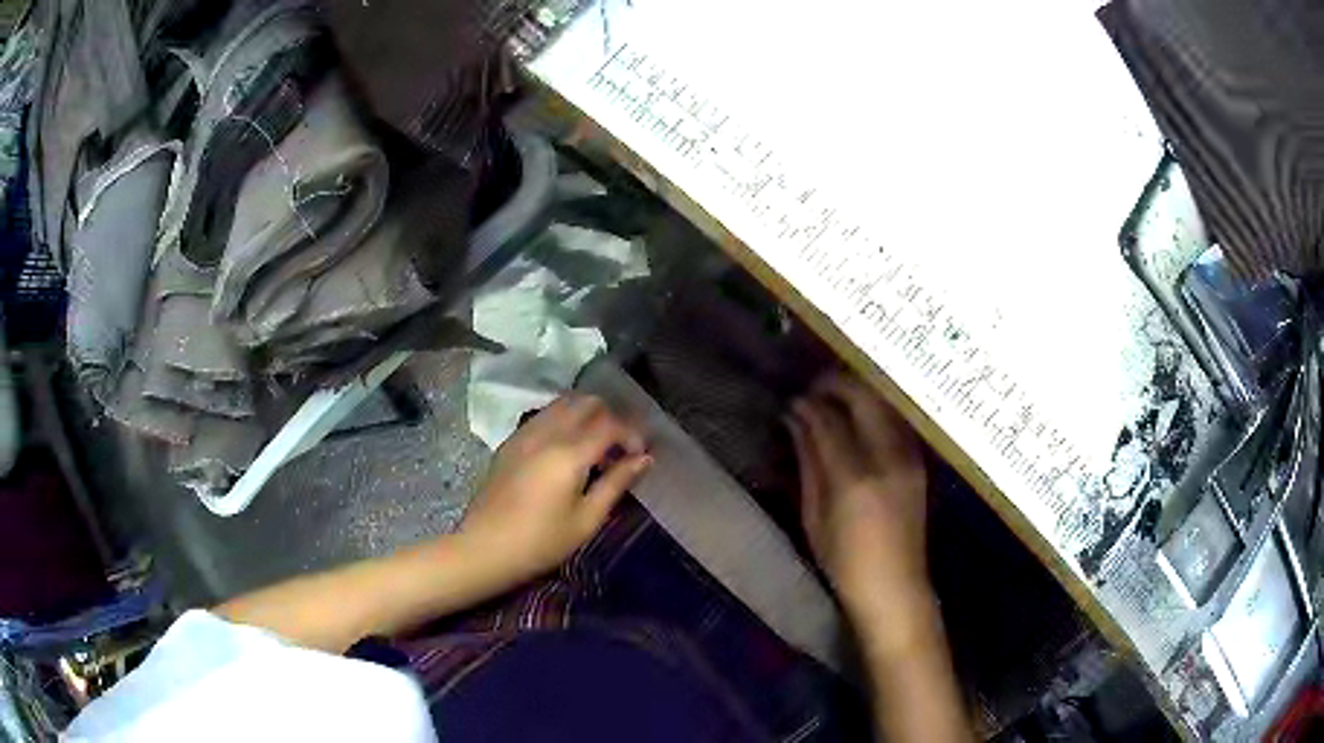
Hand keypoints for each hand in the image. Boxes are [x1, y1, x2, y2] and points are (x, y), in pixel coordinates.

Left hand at [457, 394, 651, 588]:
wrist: (485, 548)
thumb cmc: (541, 542)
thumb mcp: (587, 519)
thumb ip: (616, 483)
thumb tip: (644, 459)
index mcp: (569, 453)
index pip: (610, 424)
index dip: (631, 435)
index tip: (640, 456)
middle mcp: (547, 433)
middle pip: (586, 403)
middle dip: (610, 418)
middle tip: (619, 448)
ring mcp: (525, 434)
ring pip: (563, 404)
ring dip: (586, 416)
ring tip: (595, 447)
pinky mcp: (510, 442)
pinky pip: (543, 416)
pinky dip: (563, 421)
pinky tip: (566, 450)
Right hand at [787, 372, 931, 646]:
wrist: (895, 587)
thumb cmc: (844, 562)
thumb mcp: (814, 516)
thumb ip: (808, 462)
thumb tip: (796, 421)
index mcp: (854, 478)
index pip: (829, 420)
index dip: (808, 404)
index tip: (794, 400)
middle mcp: (887, 458)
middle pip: (863, 398)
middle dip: (836, 384)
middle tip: (814, 388)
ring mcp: (908, 457)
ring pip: (884, 403)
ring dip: (858, 392)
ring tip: (835, 397)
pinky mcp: (919, 462)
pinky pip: (895, 420)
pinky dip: (875, 409)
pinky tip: (860, 416)